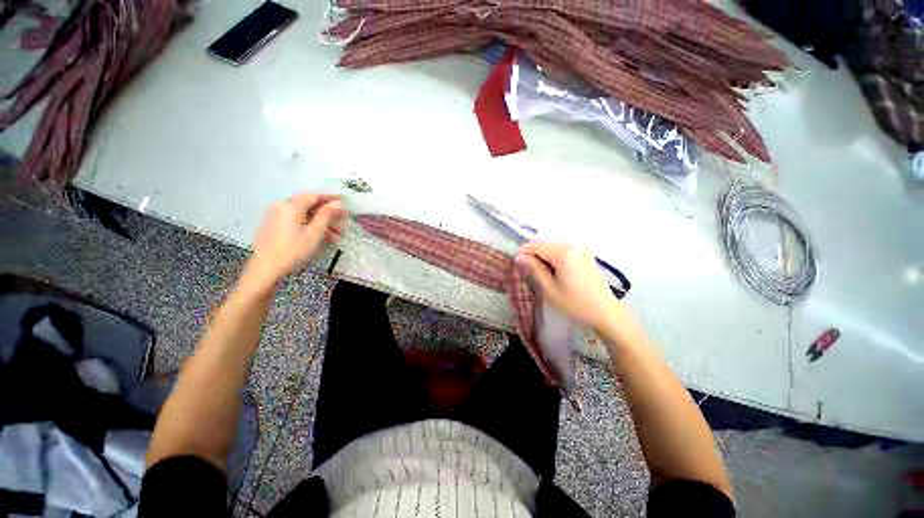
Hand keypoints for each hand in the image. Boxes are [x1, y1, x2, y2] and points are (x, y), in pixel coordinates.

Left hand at [242, 193, 345, 291]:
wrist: (265, 270)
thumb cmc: (292, 251)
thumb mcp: (314, 233)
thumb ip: (326, 215)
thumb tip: (337, 203)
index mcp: (290, 206)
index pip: (314, 196)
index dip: (331, 198)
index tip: (345, 201)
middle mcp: (281, 207)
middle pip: (309, 206)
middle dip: (328, 215)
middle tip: (343, 224)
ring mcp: (276, 217)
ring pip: (304, 215)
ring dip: (321, 223)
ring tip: (336, 236)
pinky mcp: (274, 227)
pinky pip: (296, 221)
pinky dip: (309, 227)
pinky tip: (320, 238)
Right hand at [516, 242, 642, 341]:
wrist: (605, 312)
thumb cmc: (575, 304)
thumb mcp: (550, 289)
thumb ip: (534, 269)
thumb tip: (519, 257)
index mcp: (564, 253)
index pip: (536, 245)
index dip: (523, 252)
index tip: (515, 263)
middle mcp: (573, 246)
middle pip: (545, 244)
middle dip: (532, 254)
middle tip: (525, 269)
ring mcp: (581, 249)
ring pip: (553, 246)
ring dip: (542, 255)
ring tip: (537, 271)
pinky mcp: (585, 254)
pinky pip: (563, 250)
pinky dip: (553, 257)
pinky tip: (551, 270)